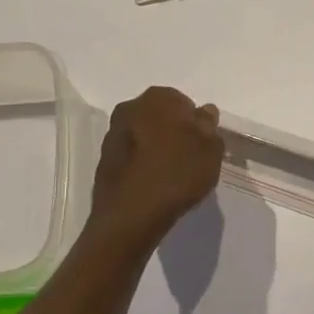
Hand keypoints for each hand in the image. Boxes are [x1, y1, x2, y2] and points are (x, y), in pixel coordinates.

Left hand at [89, 86, 223, 242]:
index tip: (201, 145)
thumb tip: (204, 112)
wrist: (131, 214)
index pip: (183, 102)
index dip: (195, 124)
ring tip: (170, 175)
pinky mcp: (103, 160)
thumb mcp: (210, 150)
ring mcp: (112, 134)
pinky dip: (141, 164)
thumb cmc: (177, 174)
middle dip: (173, 132)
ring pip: (143, 135)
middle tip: (188, 158)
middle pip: (160, 116)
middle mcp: (130, 108)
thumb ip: (209, 126)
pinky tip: (152, 184)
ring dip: (155, 148)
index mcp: (157, 98)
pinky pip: (131, 156)